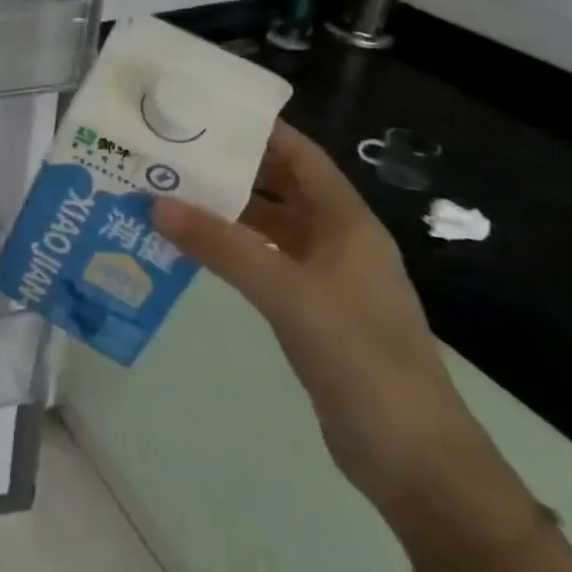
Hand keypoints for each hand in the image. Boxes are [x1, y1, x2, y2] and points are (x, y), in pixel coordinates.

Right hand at [153, 123, 514, 535]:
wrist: (414, 459)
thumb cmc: (360, 357)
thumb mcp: (287, 293)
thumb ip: (221, 246)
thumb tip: (156, 203)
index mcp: (347, 223)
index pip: (301, 156)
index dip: (259, 130)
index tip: (204, 113)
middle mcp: (337, 241)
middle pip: (281, 187)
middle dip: (231, 168)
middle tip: (171, 151)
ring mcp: (326, 279)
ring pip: (269, 226)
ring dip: (226, 210)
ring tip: (168, 192)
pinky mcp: (312, 312)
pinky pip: (263, 263)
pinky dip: (230, 250)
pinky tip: (191, 248)